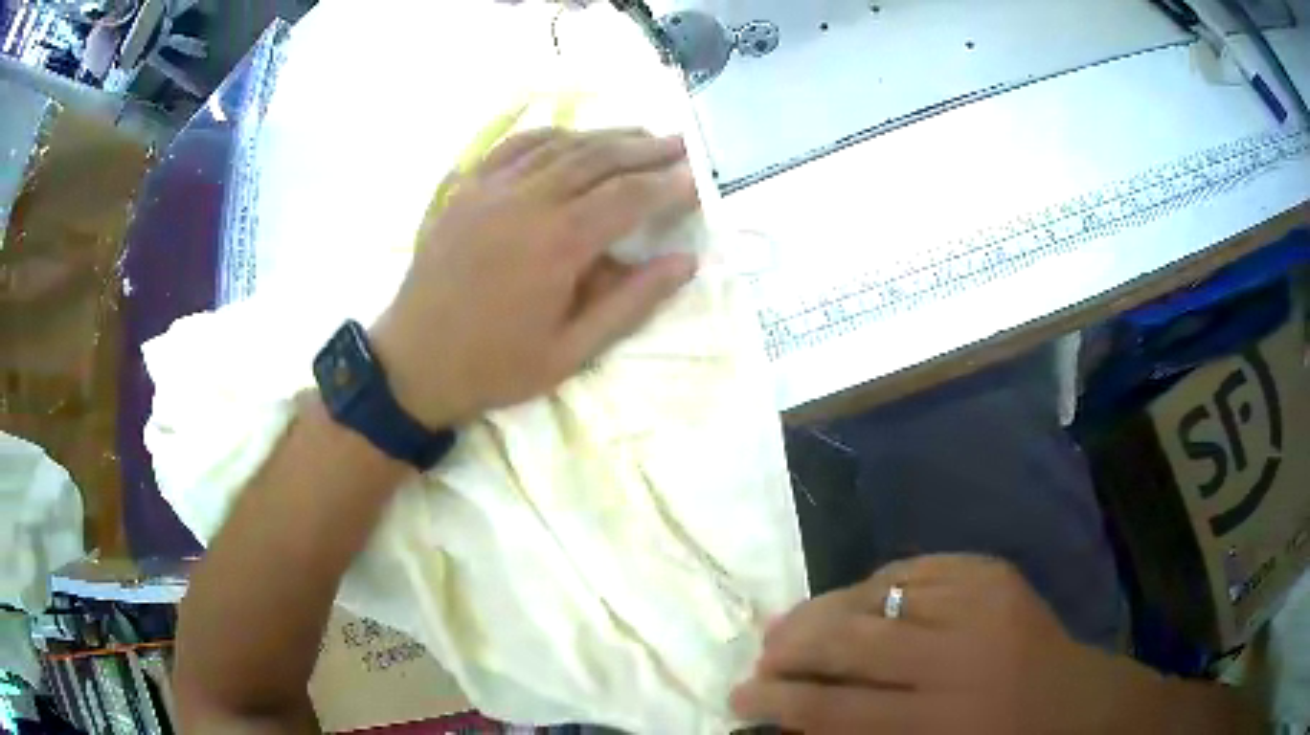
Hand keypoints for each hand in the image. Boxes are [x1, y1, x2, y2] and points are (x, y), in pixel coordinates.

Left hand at [371, 128, 699, 428]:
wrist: (415, 363)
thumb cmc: (496, 366)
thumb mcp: (572, 351)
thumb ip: (631, 303)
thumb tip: (685, 263)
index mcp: (558, 244)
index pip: (628, 197)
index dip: (668, 185)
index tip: (698, 178)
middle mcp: (526, 202)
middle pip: (597, 159)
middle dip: (645, 149)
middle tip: (680, 144)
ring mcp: (490, 190)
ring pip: (558, 146)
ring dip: (604, 137)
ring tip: (639, 136)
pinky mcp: (465, 191)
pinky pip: (512, 148)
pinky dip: (549, 136)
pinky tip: (570, 137)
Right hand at [731, 555, 1159, 733]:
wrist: (1076, 706)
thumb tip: (794, 717)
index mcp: (941, 722)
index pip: (834, 710)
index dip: (777, 701)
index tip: (739, 694)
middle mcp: (960, 659)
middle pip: (851, 643)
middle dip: (791, 647)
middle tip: (762, 654)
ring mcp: (982, 604)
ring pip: (877, 594)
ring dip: (825, 609)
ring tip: (795, 623)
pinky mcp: (995, 573)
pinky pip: (917, 568)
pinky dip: (878, 584)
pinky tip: (859, 599)